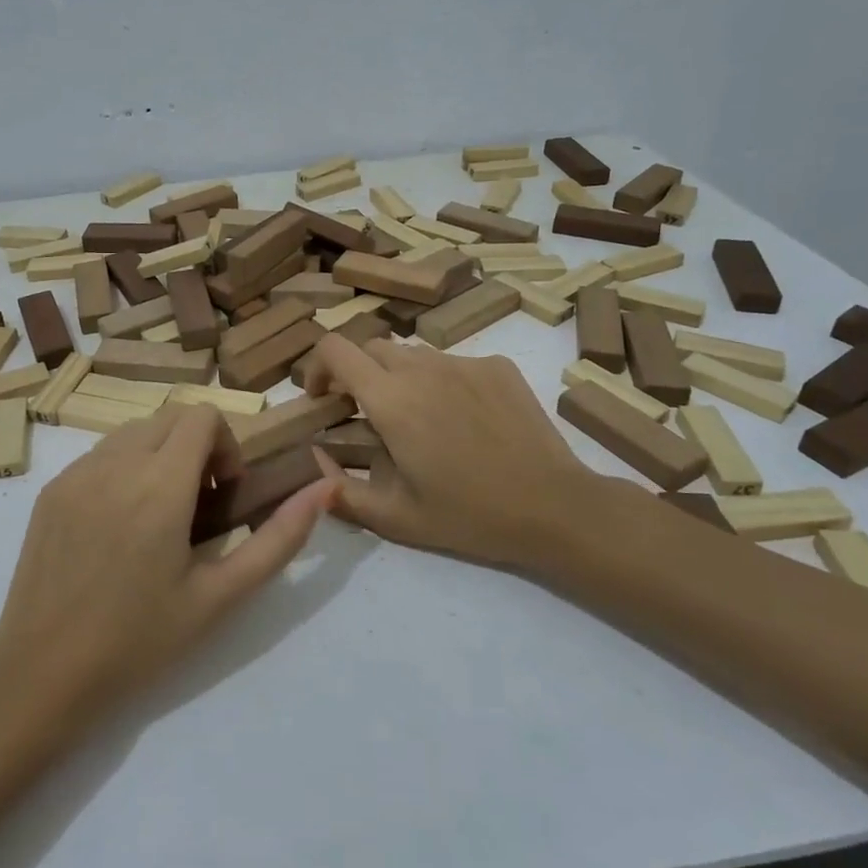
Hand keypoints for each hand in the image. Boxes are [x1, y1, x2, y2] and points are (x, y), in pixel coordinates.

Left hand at [0, 404, 337, 721]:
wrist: (41, 674)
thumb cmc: (139, 641)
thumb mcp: (220, 596)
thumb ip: (279, 538)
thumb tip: (324, 488)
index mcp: (159, 485)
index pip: (203, 416)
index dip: (226, 446)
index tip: (224, 494)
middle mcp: (115, 464)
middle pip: (171, 416)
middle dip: (197, 446)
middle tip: (199, 505)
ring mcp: (76, 473)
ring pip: (134, 430)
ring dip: (160, 453)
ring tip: (159, 515)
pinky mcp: (52, 488)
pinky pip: (101, 454)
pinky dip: (124, 468)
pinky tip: (119, 526)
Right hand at [300, 333, 622, 573]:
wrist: (554, 507)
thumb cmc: (469, 515)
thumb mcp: (396, 519)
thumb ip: (341, 492)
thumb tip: (313, 463)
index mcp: (391, 400)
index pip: (335, 349)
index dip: (317, 367)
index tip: (322, 399)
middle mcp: (423, 368)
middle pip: (371, 347)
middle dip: (357, 374)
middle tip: (367, 414)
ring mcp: (464, 362)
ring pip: (413, 354)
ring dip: (400, 378)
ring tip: (419, 420)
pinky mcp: (497, 366)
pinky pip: (453, 362)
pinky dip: (442, 382)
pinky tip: (463, 420)